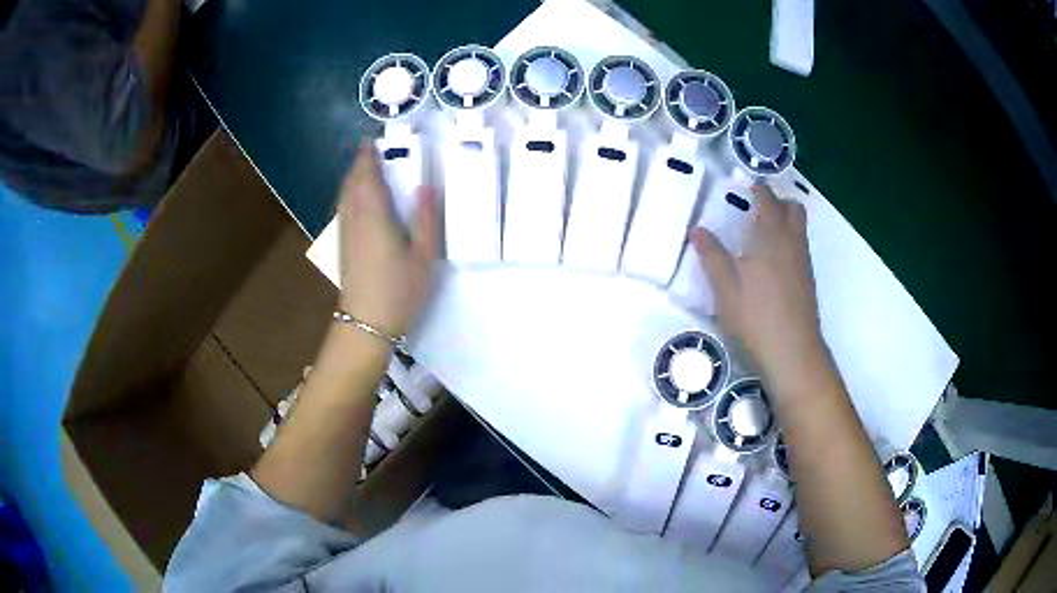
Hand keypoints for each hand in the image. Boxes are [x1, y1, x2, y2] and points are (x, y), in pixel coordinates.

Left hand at [337, 141, 439, 336]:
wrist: (366, 323)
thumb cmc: (399, 290)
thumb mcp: (424, 256)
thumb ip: (426, 219)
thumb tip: (425, 186)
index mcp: (375, 216)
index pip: (368, 177)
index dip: (368, 157)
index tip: (372, 141)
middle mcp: (355, 219)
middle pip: (352, 183)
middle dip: (359, 164)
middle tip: (372, 150)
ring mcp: (345, 233)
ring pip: (344, 196)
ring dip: (352, 177)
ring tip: (365, 168)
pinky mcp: (343, 246)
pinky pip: (343, 208)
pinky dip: (349, 193)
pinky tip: (358, 199)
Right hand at [690, 184, 823, 385]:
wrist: (793, 352)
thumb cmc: (756, 317)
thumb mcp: (725, 288)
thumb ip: (712, 256)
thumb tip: (696, 230)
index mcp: (771, 237)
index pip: (768, 201)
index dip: (759, 190)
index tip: (747, 186)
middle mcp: (792, 243)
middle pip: (794, 209)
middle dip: (778, 202)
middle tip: (757, 209)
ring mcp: (803, 262)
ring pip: (800, 228)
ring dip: (785, 221)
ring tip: (762, 234)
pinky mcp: (808, 280)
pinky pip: (800, 247)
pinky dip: (789, 241)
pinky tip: (772, 263)